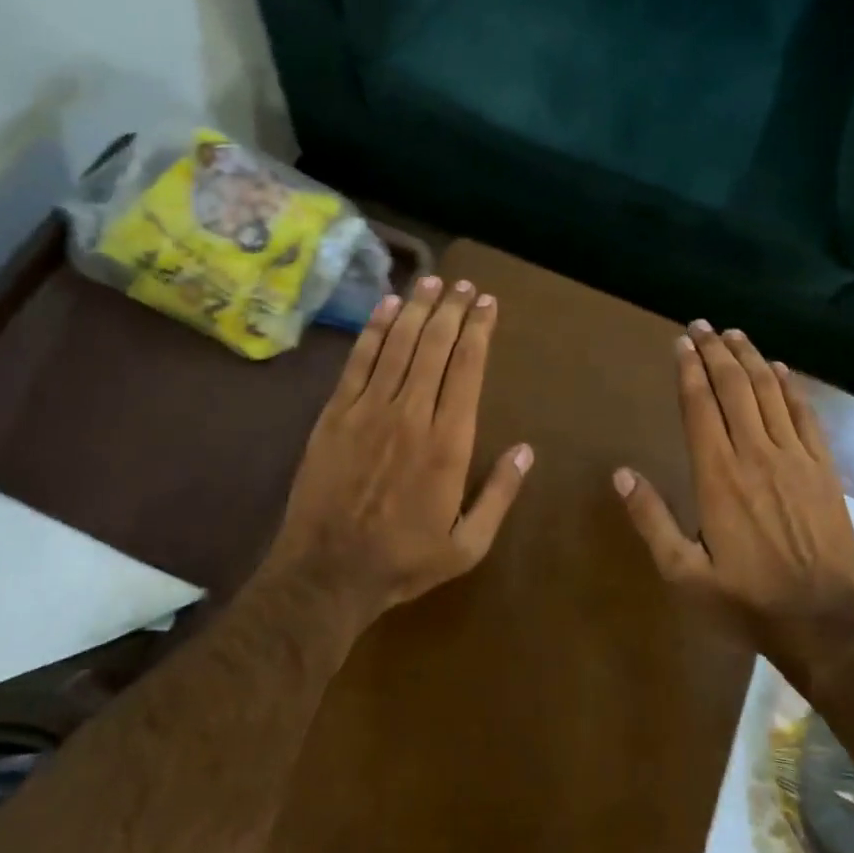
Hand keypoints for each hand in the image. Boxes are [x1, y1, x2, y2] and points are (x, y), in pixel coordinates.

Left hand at [267, 275, 532, 624]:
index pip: (467, 368)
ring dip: (418, 308)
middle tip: (464, 285)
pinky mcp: (336, 413)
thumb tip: (526, 450)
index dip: (479, 330)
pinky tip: (388, 305)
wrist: (327, 572)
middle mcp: (411, 413)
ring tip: (432, 280)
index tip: (488, 304)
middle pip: (435, 345)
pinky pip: (359, 360)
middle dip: (452, 309)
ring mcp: (369, 409)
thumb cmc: (403, 560)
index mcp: (448, 442)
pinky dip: (375, 329)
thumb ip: (500, 495)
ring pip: (399, 344)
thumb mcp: (467, 545)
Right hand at [613, 321, 853, 629]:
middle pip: (733, 388)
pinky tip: (780, 369)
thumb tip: (621, 473)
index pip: (700, 406)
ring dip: (750, 359)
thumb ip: (651, 519)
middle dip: (715, 352)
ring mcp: (795, 458)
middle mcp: (755, 454)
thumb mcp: (684, 572)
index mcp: (717, 475)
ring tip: (734, 334)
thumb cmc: (745, 598)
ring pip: (769, 393)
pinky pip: (806, 415)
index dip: (689, 370)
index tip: (681, 342)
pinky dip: (791, 387)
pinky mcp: (824, 469)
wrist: (823, 621)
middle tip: (702, 325)